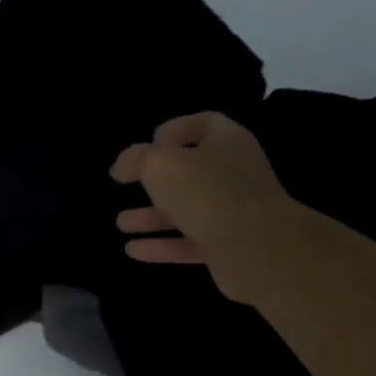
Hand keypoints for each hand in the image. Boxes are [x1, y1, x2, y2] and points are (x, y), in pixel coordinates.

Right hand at [111, 112, 297, 302]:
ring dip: (151, 216)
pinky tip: (131, 250)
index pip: (202, 125)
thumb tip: (121, 165)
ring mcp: (231, 212)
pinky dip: (160, 245)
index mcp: (226, 143)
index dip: (174, 130)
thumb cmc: (207, 192)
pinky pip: (187, 242)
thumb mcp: (162, 165)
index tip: (147, 144)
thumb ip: (137, 160)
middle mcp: (232, 174)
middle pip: (190, 172)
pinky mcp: (226, 246)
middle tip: (126, 185)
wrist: (255, 248)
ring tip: (120, 223)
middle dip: (156, 180)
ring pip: (185, 210)